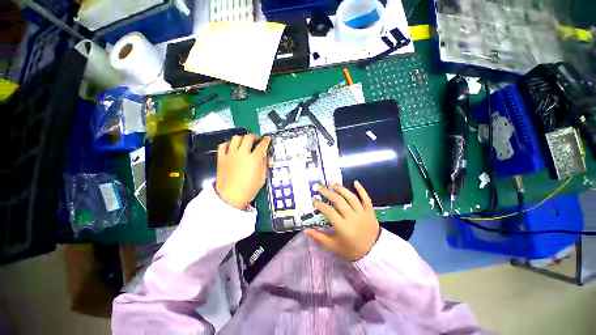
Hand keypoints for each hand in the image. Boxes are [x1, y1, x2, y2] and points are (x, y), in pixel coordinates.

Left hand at [215, 134, 270, 209]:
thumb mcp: (262, 177)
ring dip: (242, 138)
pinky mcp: (221, 158)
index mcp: (253, 159)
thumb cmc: (249, 189)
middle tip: (257, 139)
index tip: (268, 138)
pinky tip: (231, 147)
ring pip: (235, 138)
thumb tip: (264, 154)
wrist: (231, 197)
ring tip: (244, 142)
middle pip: (248, 138)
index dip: (266, 140)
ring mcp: (230, 155)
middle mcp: (242, 153)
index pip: (262, 145)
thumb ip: (264, 163)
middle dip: (255, 136)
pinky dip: (228, 144)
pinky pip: (223, 146)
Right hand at [304, 181, 379, 260]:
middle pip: (339, 201)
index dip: (320, 204)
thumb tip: (305, 230)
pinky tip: (355, 182)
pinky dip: (361, 189)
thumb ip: (319, 237)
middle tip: (319, 187)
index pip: (329, 212)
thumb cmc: (351, 250)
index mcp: (343, 228)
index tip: (313, 199)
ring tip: (332, 183)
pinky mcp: (370, 211)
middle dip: (327, 193)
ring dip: (341, 189)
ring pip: (351, 197)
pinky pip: (366, 198)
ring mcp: (363, 213)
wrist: (374, 253)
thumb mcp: (333, 246)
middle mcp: (353, 218)